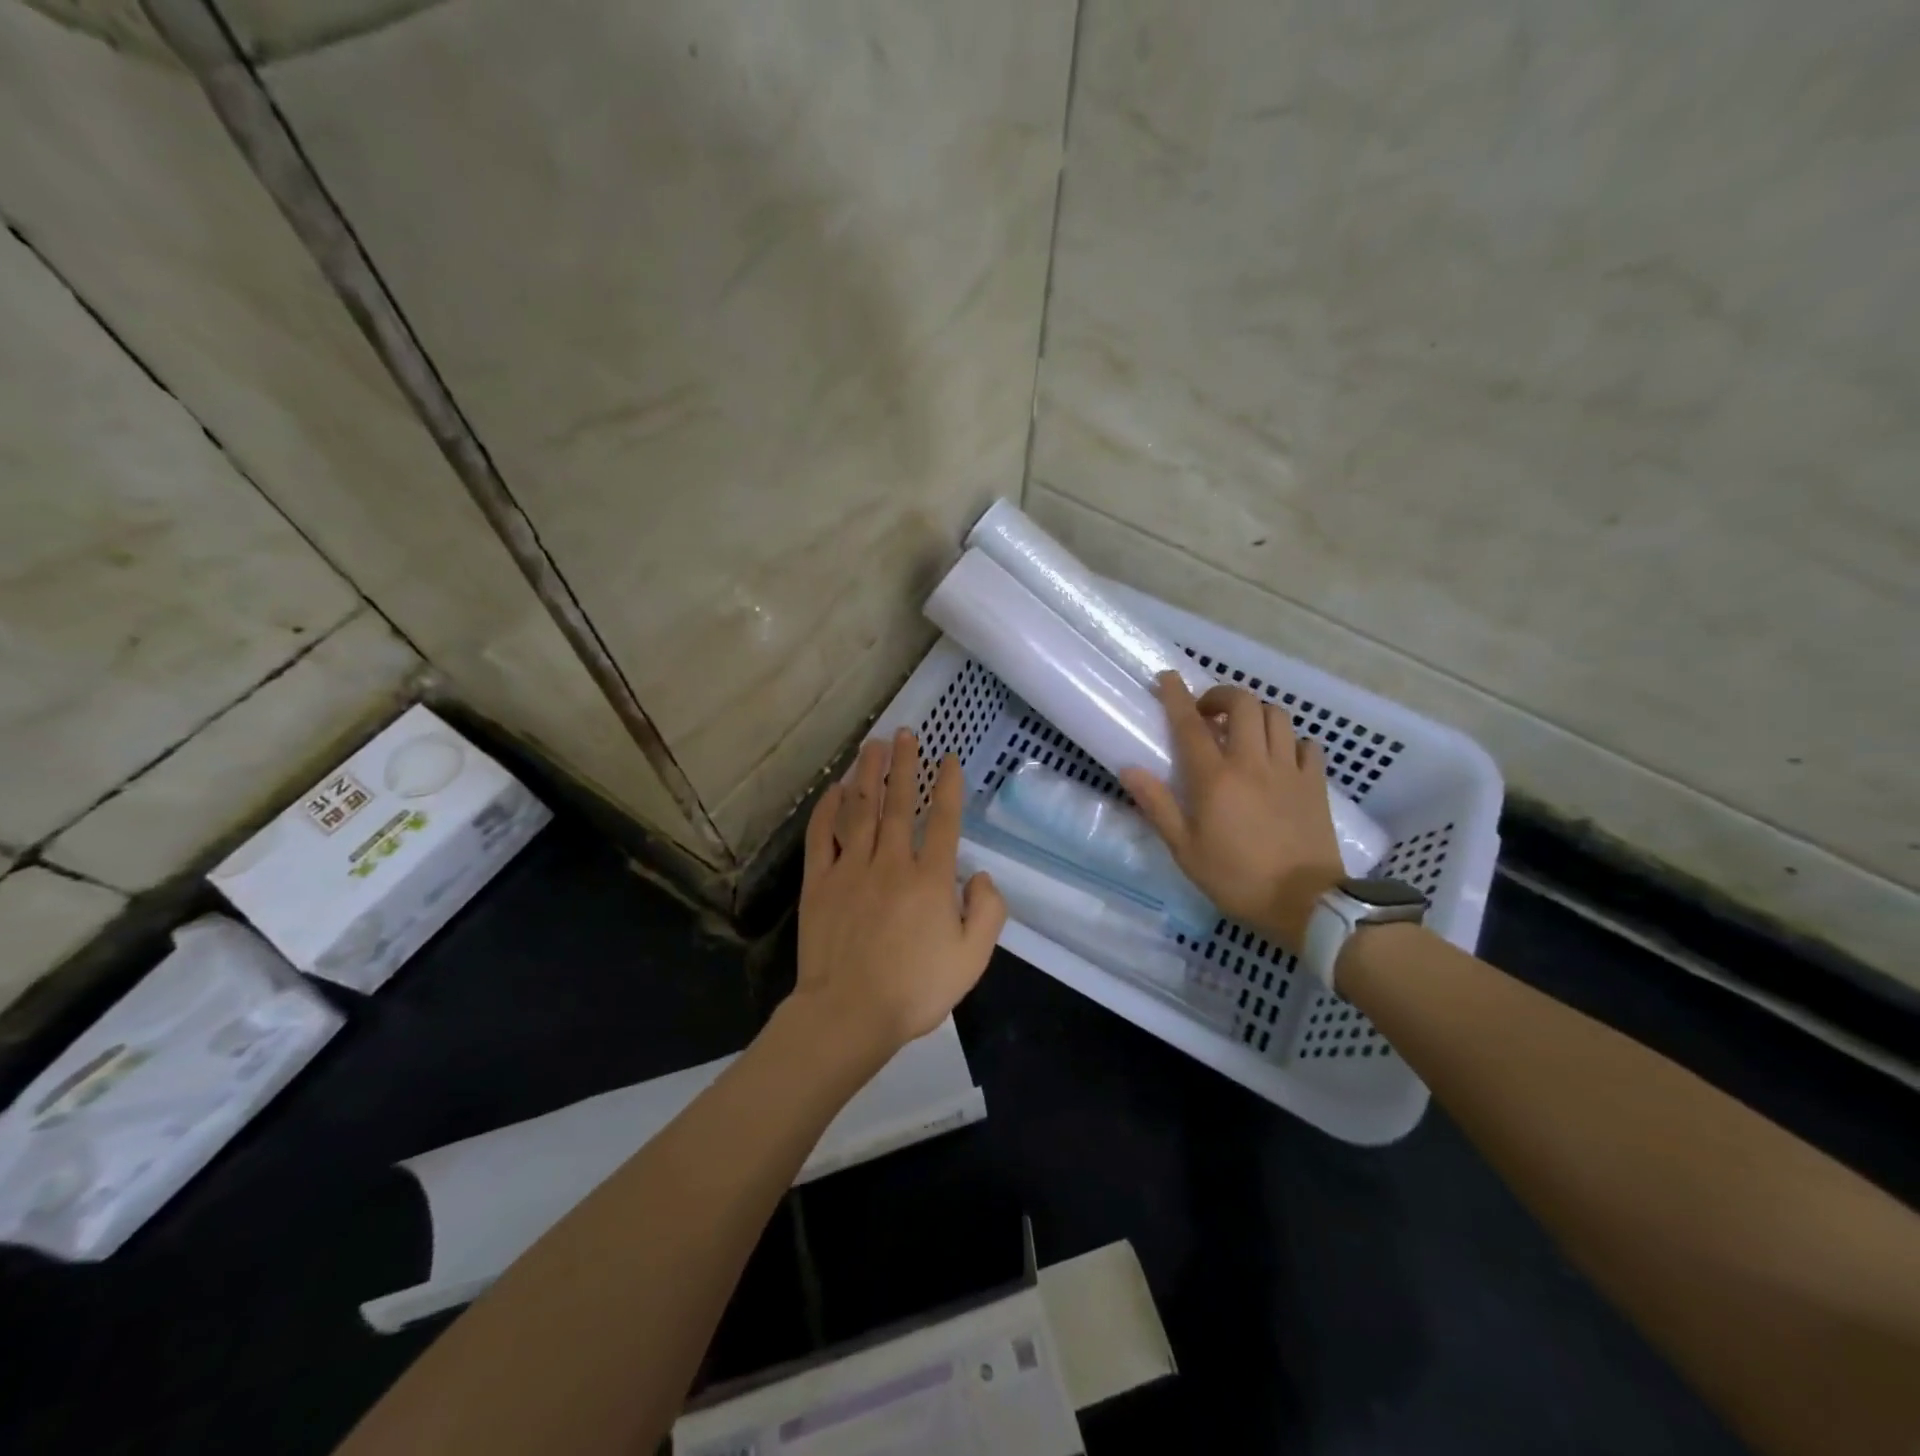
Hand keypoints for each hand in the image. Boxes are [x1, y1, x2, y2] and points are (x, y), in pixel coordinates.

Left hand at [793, 729, 1006, 1059]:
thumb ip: (988, 912)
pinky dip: (829, 809)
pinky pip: (823, 836)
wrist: (849, 1014)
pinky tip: (835, 789)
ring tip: (873, 746)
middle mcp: (891, 863)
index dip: (947, 785)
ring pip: (860, 810)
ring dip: (868, 774)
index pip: (943, 820)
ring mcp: (851, 869)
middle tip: (905, 734)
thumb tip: (981, 875)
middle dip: (904, 765)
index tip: (948, 758)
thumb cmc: (915, 989)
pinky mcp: (820, 883)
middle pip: (898, 803)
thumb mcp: (972, 959)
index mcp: (931, 879)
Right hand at [1120, 673, 1344, 950]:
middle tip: (1208, 712)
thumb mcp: (1185, 849)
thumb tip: (1130, 769)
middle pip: (1243, 703)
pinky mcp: (1315, 783)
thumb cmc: (1237, 878)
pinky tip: (1280, 756)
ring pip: (1276, 716)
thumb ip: (1158, 805)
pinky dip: (1290, 740)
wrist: (1306, 903)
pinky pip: (1306, 744)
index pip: (1191, 724)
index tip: (1167, 677)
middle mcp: (1253, 762)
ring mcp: (1289, 769)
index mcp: (1215, 778)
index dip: (1176, 695)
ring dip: (1256, 713)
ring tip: (1243, 730)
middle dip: (1222, 695)